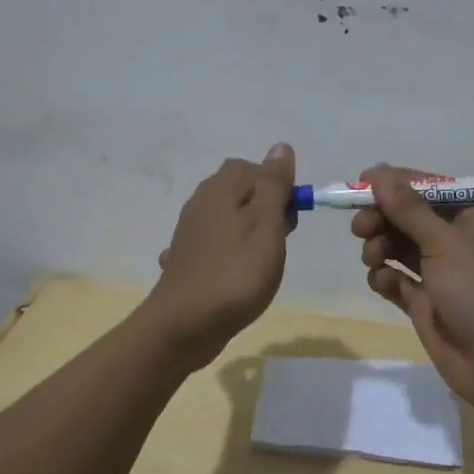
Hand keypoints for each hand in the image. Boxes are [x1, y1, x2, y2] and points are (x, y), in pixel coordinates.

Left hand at [146, 144, 296, 364]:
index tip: (289, 217)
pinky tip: (234, 275)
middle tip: (279, 242)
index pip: (252, 167)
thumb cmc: (235, 273)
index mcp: (220, 189)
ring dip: (248, 233)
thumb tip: (280, 147)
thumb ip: (274, 185)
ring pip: (228, 218)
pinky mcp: (187, 260)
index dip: (276, 186)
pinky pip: (215, 246)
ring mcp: (190, 233)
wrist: (184, 326)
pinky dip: (228, 255)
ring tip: (261, 263)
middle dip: (265, 210)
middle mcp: (200, 203)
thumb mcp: (266, 225)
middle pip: (240, 191)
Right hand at [352, 165, 473, 416]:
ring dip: (381, 246)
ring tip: (373, 258)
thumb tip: (377, 172)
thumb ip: (408, 209)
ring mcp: (444, 273)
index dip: (395, 184)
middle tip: (360, 228)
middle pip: (410, 217)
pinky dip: (385, 277)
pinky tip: (383, 282)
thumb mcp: (446, 243)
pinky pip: (397, 279)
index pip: (429, 188)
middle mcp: (460, 240)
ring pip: (400, 247)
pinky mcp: (428, 303)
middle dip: (383, 218)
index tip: (359, 184)